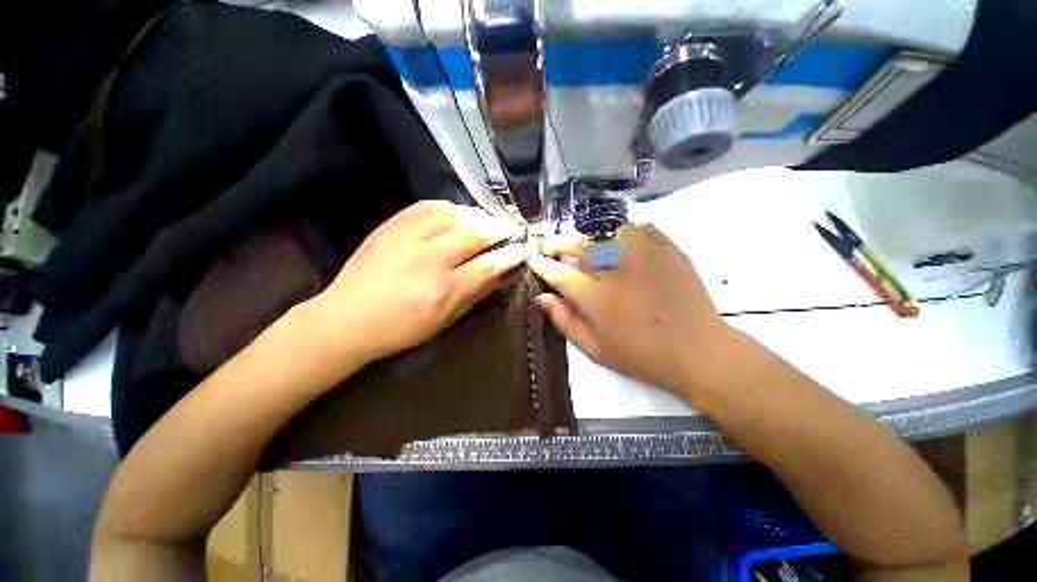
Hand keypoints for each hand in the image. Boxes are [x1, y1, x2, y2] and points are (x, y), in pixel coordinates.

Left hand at [308, 201, 526, 363]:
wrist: (346, 318)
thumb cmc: (400, 328)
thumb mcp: (444, 320)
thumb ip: (475, 294)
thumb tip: (499, 273)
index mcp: (443, 291)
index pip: (488, 265)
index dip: (510, 255)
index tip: (523, 249)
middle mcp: (428, 260)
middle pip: (475, 234)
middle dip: (499, 229)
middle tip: (510, 229)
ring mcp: (407, 238)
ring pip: (453, 214)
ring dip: (476, 216)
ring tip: (486, 221)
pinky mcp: (390, 226)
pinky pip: (427, 205)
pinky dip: (448, 207)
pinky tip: (456, 214)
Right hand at [528, 223, 736, 394]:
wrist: (699, 352)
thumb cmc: (642, 356)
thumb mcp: (596, 349)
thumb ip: (565, 321)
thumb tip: (542, 298)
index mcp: (598, 299)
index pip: (560, 274)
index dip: (542, 265)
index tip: (533, 259)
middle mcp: (618, 270)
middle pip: (581, 243)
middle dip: (560, 242)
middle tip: (552, 247)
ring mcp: (646, 255)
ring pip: (607, 229)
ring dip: (588, 234)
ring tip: (583, 243)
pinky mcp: (669, 249)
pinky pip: (640, 227)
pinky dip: (624, 230)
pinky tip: (619, 242)